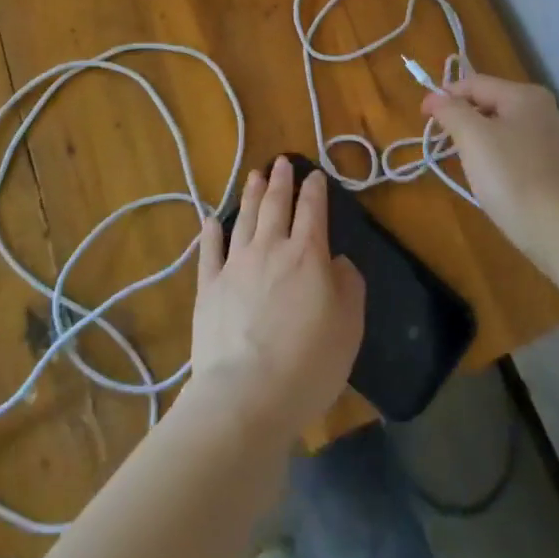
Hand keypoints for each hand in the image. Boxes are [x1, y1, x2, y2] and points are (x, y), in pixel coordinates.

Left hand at [189, 158, 365, 441]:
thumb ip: (349, 285)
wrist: (246, 396)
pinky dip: (211, 233)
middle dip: (280, 181)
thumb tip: (337, 262)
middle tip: (281, 162)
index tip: (315, 174)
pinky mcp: (209, 289)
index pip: (313, 209)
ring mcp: (235, 266)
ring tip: (254, 176)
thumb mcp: (350, 325)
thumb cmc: (309, 362)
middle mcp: (271, 249)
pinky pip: (210, 252)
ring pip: (243, 219)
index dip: (315, 189)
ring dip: (250, 195)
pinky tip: (211, 220)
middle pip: (275, 205)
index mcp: (308, 254)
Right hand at [422, 74, 558, 279]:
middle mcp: (545, 110)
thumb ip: (451, 111)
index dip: (444, 96)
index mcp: (526, 95)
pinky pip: (518, 152)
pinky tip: (492, 180)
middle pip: (491, 103)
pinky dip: (498, 158)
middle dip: (463, 119)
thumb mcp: (473, 138)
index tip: (422, 117)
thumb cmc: (513, 178)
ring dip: (479, 140)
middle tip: (442, 142)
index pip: (475, 83)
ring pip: (504, 129)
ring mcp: (555, 141)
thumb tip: (435, 97)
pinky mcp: (557, 168)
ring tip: (463, 162)